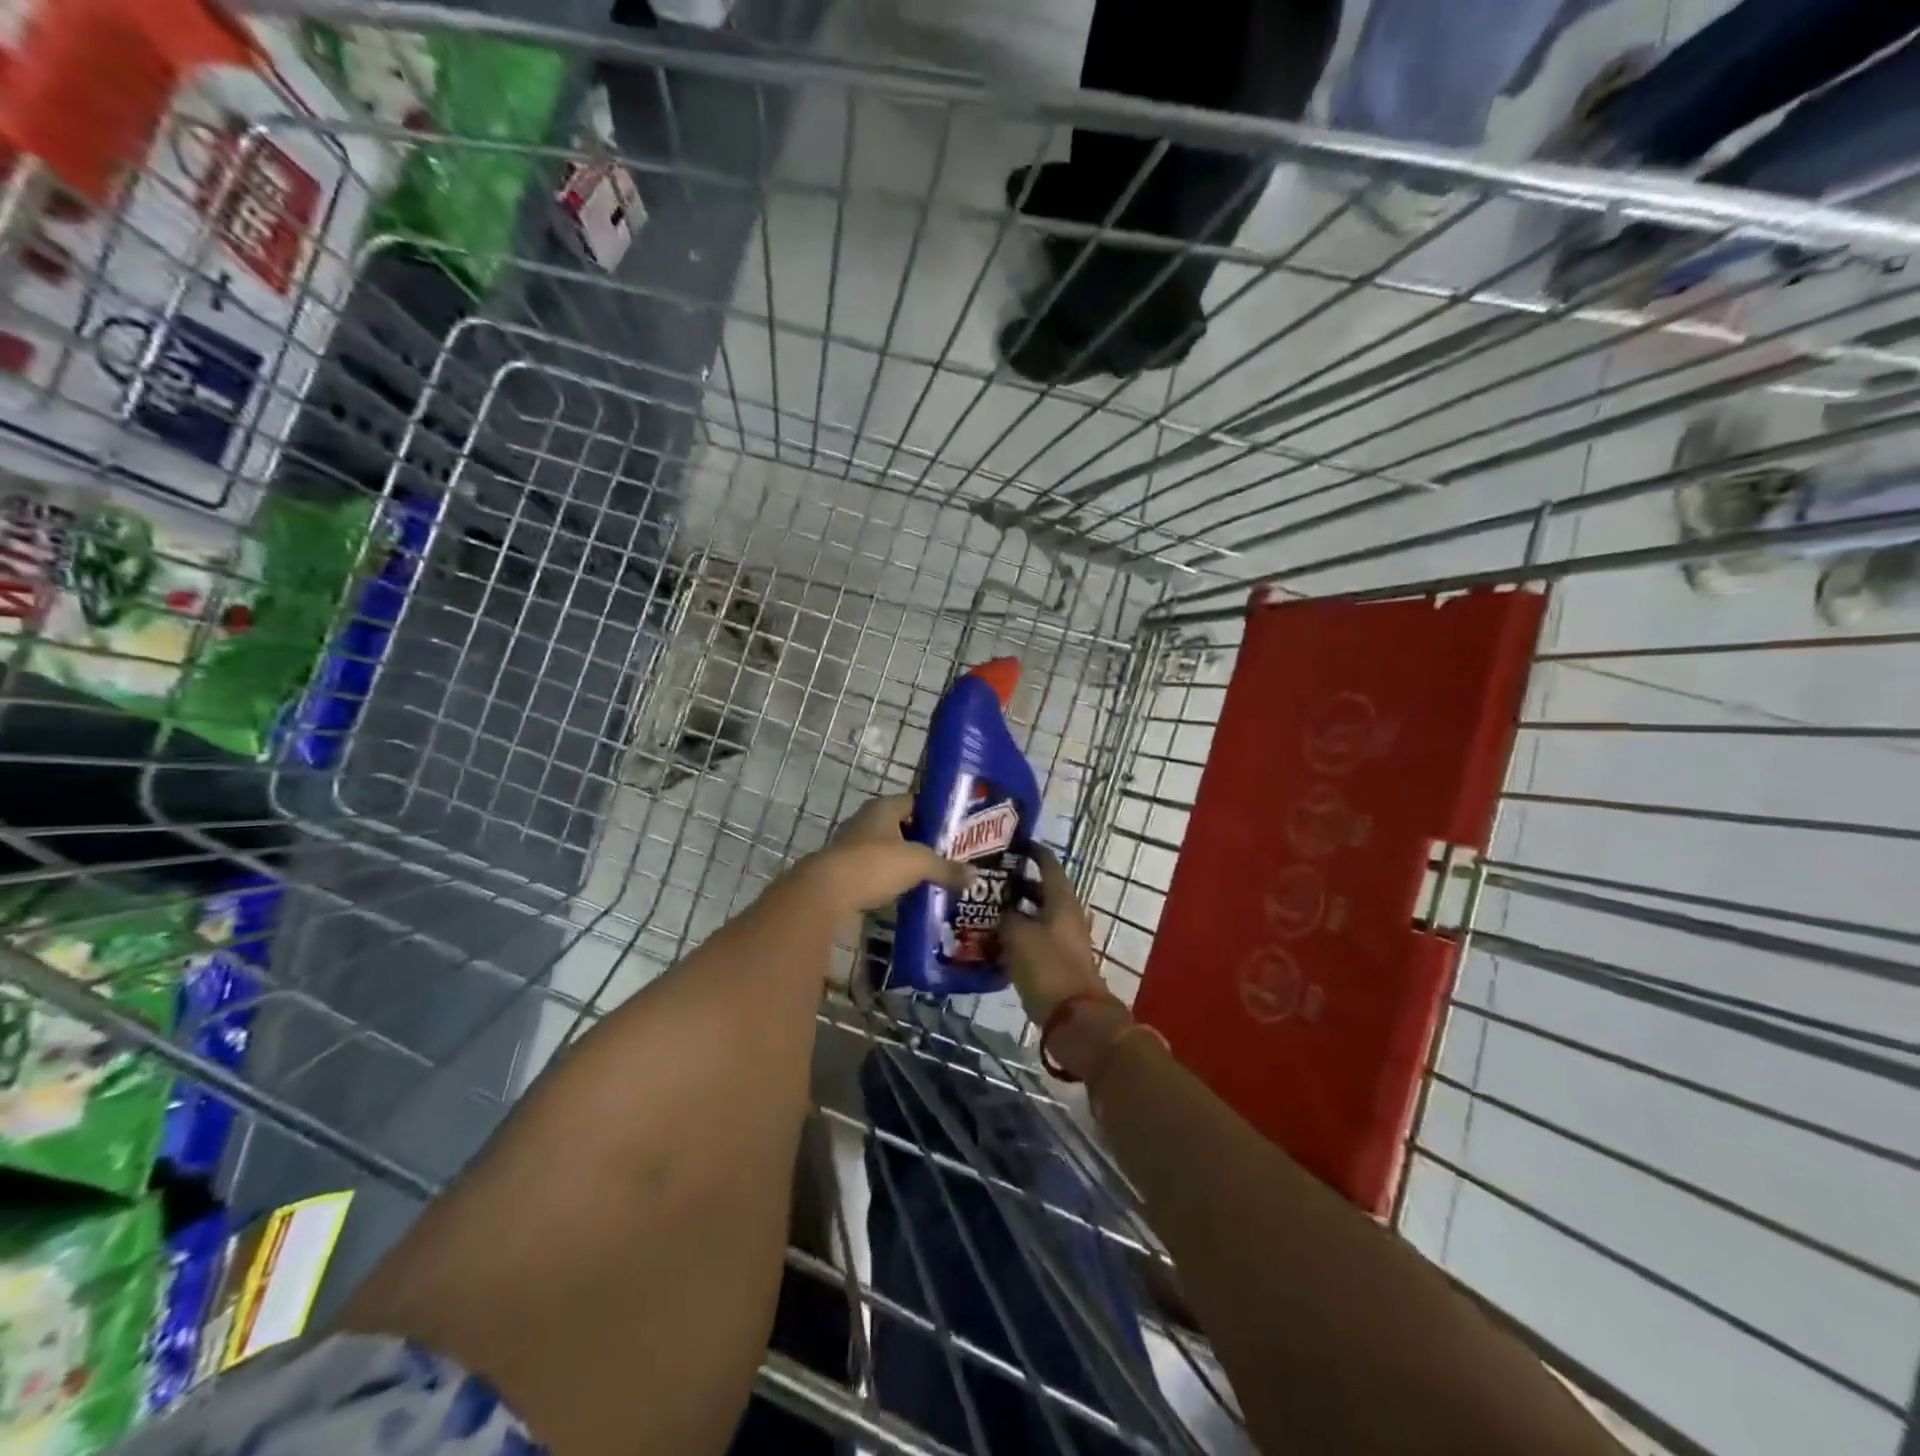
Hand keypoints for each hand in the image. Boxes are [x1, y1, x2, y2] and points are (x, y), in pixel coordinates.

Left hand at [797, 795, 969, 917]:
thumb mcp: (918, 864)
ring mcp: (851, 846)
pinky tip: (907, 892)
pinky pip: (875, 871)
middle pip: (900, 826)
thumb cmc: (874, 864)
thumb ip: (946, 868)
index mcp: (883, 808)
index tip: (955, 827)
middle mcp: (865, 821)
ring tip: (931, 875)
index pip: (914, 801)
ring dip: (904, 861)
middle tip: (949, 853)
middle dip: (922, 839)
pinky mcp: (844, 872)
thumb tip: (976, 876)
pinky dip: (890, 879)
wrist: (826, 893)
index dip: (935, 812)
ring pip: (886, 849)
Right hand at [1002, 845, 1107, 1022]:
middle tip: (988, 882)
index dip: (1032, 852)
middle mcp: (1067, 915)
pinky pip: (1035, 941)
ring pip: (1037, 918)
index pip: (1048, 865)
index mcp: (1062, 900)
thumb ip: (1006, 916)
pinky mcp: (1058, 963)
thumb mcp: (1018, 935)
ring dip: (1015, 914)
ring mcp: (1065, 941)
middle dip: (1017, 886)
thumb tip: (1001, 911)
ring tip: (985, 912)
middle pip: (1042, 892)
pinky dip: (1018, 938)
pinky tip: (994, 942)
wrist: (1075, 1018)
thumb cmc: (1047, 966)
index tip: (1013, 845)